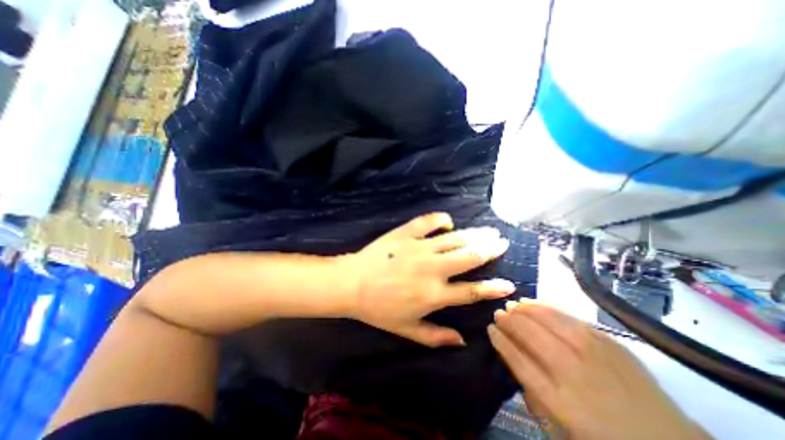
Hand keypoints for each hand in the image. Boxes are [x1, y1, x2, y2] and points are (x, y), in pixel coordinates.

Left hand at [343, 213, 515, 347]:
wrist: (352, 283)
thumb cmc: (378, 309)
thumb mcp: (406, 330)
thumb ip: (435, 337)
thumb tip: (462, 341)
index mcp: (434, 295)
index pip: (472, 291)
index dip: (493, 288)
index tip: (509, 283)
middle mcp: (432, 269)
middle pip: (469, 257)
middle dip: (490, 249)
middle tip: (501, 242)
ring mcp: (419, 248)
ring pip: (455, 239)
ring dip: (475, 234)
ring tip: (488, 230)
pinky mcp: (406, 234)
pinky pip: (429, 221)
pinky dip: (441, 219)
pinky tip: (448, 221)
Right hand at [485, 301, 711, 438]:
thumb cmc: (606, 437)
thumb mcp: (561, 427)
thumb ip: (532, 394)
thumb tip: (513, 359)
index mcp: (559, 400)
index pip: (517, 359)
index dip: (500, 340)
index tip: (490, 328)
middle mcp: (573, 371)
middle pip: (529, 333)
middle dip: (508, 320)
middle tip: (498, 314)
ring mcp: (593, 352)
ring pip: (547, 319)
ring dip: (524, 309)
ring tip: (513, 305)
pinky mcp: (607, 341)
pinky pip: (567, 316)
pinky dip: (546, 307)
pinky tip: (535, 303)